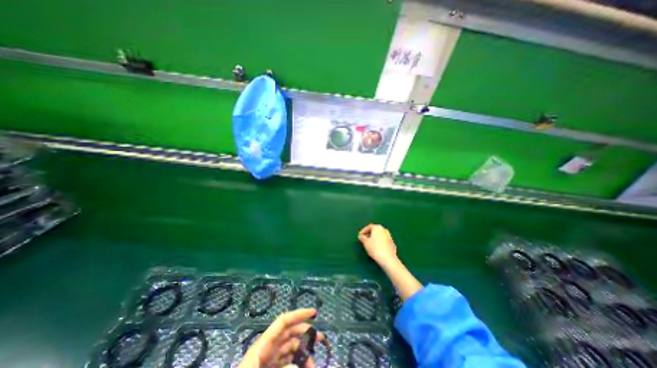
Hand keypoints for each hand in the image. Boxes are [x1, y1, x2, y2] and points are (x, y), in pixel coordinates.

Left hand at [238, 308, 325, 367]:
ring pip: (292, 348)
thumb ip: (280, 366)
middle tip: (321, 339)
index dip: (299, 314)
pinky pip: (288, 360)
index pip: (284, 321)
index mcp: (263, 343)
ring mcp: (270, 359)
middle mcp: (268, 347)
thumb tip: (296, 363)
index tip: (314, 313)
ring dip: (304, 353)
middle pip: (291, 333)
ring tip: (312, 364)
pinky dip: (298, 362)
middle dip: (306, 333)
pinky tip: (305, 366)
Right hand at [358, 223, 397, 265]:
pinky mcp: (392, 243)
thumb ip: (362, 238)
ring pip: (379, 235)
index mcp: (377, 227)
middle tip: (364, 239)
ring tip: (369, 244)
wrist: (388, 258)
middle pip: (375, 230)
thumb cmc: (375, 248)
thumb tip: (361, 236)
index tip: (360, 236)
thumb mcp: (365, 243)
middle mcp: (384, 230)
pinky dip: (379, 242)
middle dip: (369, 234)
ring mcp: (389, 236)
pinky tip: (376, 248)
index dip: (363, 231)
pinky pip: (383, 240)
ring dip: (374, 238)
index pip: (369, 227)